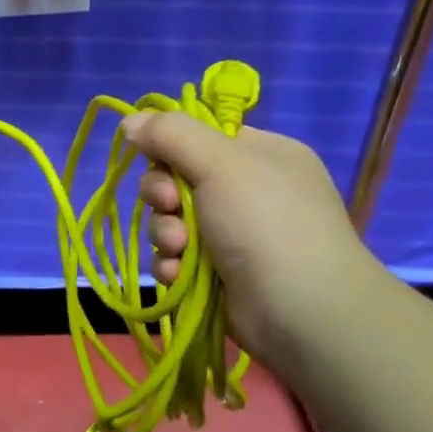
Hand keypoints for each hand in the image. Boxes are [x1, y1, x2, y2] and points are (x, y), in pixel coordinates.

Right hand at [120, 114, 381, 363]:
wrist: (302, 311)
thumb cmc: (265, 223)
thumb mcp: (220, 162)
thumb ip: (171, 134)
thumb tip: (129, 120)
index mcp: (260, 155)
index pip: (199, 137)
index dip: (170, 148)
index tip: (158, 161)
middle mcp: (247, 191)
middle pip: (177, 179)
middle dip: (163, 196)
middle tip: (169, 207)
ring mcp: (234, 235)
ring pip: (171, 221)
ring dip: (165, 234)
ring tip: (179, 250)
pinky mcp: (218, 273)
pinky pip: (176, 258)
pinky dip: (172, 265)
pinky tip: (178, 275)